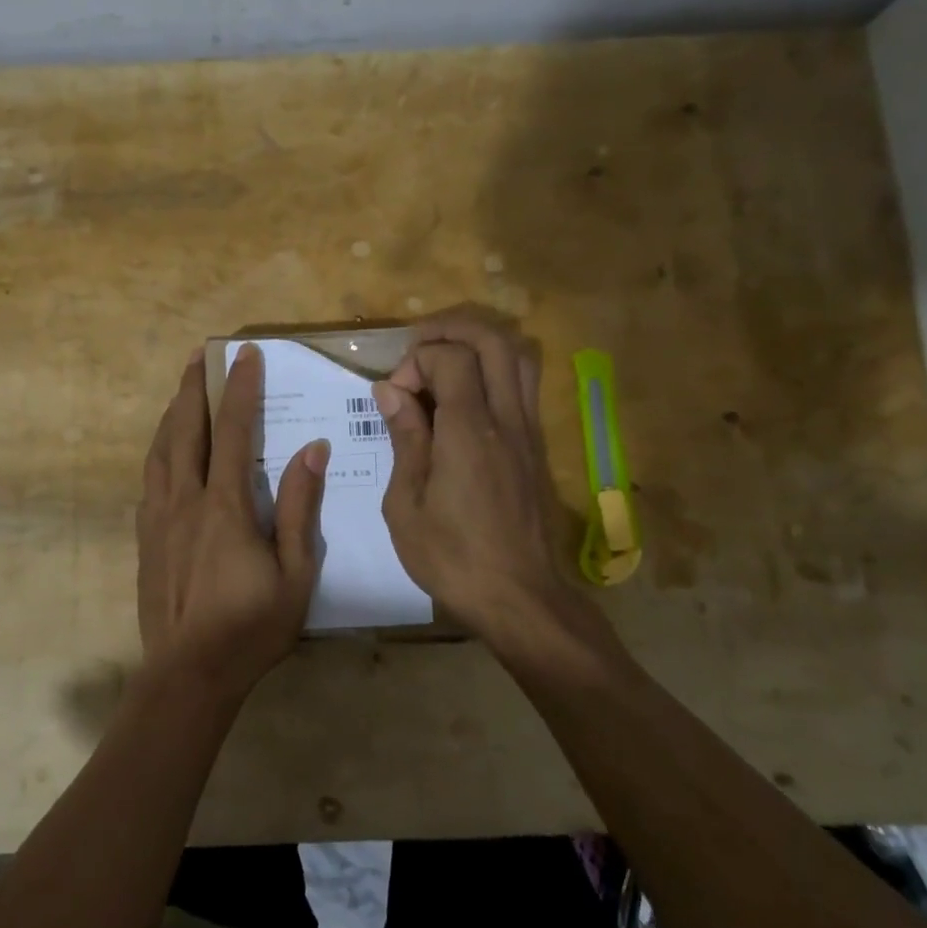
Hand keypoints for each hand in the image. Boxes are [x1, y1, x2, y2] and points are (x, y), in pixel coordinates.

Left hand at [136, 344, 328, 702]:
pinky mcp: (145, 538)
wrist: (188, 675)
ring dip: (171, 414)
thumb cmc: (251, 627)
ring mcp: (158, 519)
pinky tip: (164, 451)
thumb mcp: (295, 574)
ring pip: (160, 450)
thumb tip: (311, 450)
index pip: (233, 432)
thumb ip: (301, 509)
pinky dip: (158, 451)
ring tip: (182, 391)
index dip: (240, 389)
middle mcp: (185, 501)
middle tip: (201, 355)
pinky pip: (149, 479)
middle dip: (194, 387)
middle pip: (185, 430)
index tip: (246, 355)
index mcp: (225, 507)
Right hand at [375, 307, 622, 666]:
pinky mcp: (536, 446)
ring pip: (517, 356)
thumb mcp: (406, 503)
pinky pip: (522, 385)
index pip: (451, 357)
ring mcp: (528, 431)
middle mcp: (506, 419)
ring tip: (442, 361)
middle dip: (451, 329)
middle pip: (493, 340)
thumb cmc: (451, 557)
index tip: (393, 396)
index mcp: (469, 431)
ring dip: (478, 344)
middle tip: (417, 347)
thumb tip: (390, 391)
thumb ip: (404, 438)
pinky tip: (464, 396)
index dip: (416, 361)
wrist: (519, 598)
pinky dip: (493, 370)